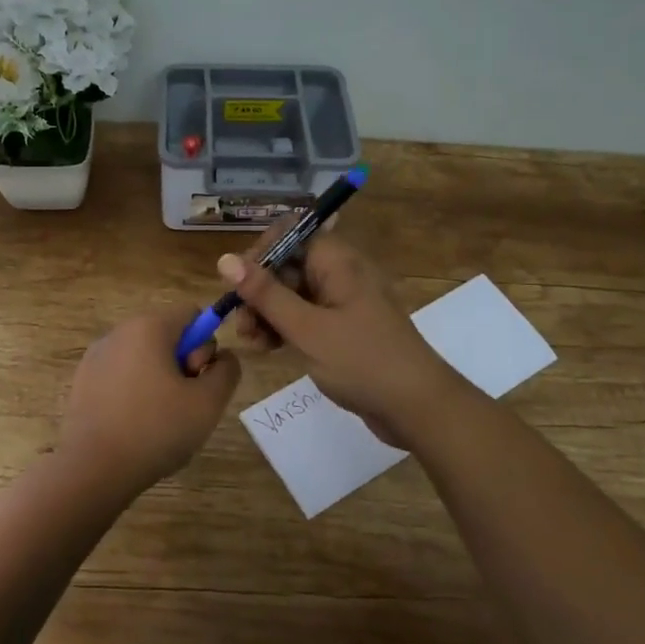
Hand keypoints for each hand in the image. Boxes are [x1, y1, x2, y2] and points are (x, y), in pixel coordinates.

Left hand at [59, 306, 242, 492]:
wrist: (92, 469)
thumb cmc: (155, 430)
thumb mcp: (209, 403)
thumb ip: (227, 371)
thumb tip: (223, 357)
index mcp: (149, 326)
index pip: (192, 314)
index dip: (205, 345)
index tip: (197, 380)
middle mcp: (119, 331)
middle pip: (167, 334)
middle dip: (183, 363)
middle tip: (182, 403)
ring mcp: (96, 355)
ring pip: (144, 356)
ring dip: (160, 379)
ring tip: (158, 420)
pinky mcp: (82, 380)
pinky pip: (121, 374)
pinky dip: (134, 391)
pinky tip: (133, 425)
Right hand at [218, 227, 465, 448]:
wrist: (419, 408)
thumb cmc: (363, 361)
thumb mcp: (307, 328)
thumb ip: (265, 294)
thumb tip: (225, 259)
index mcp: (336, 261)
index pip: (288, 234)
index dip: (260, 254)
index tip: (238, 284)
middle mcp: (340, 273)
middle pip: (287, 265)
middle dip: (258, 291)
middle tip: (241, 325)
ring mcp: (342, 302)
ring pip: (292, 294)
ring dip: (267, 313)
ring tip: (252, 343)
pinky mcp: (343, 328)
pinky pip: (305, 316)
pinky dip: (284, 328)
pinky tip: (268, 349)